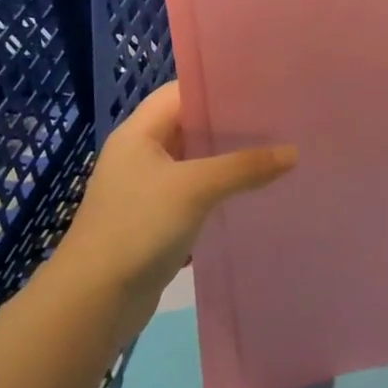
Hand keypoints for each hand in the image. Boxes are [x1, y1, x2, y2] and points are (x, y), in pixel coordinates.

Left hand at [49, 81, 296, 338]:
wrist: (94, 300)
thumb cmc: (138, 227)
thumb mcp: (195, 188)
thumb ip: (244, 167)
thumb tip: (292, 153)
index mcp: (139, 134)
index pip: (181, 92)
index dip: (218, 87)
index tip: (262, 88)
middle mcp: (141, 155)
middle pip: (191, 127)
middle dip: (232, 124)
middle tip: (279, 120)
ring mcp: (147, 189)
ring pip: (196, 162)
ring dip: (229, 160)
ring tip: (275, 152)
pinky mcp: (156, 220)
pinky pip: (195, 193)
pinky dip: (221, 190)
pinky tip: (254, 193)